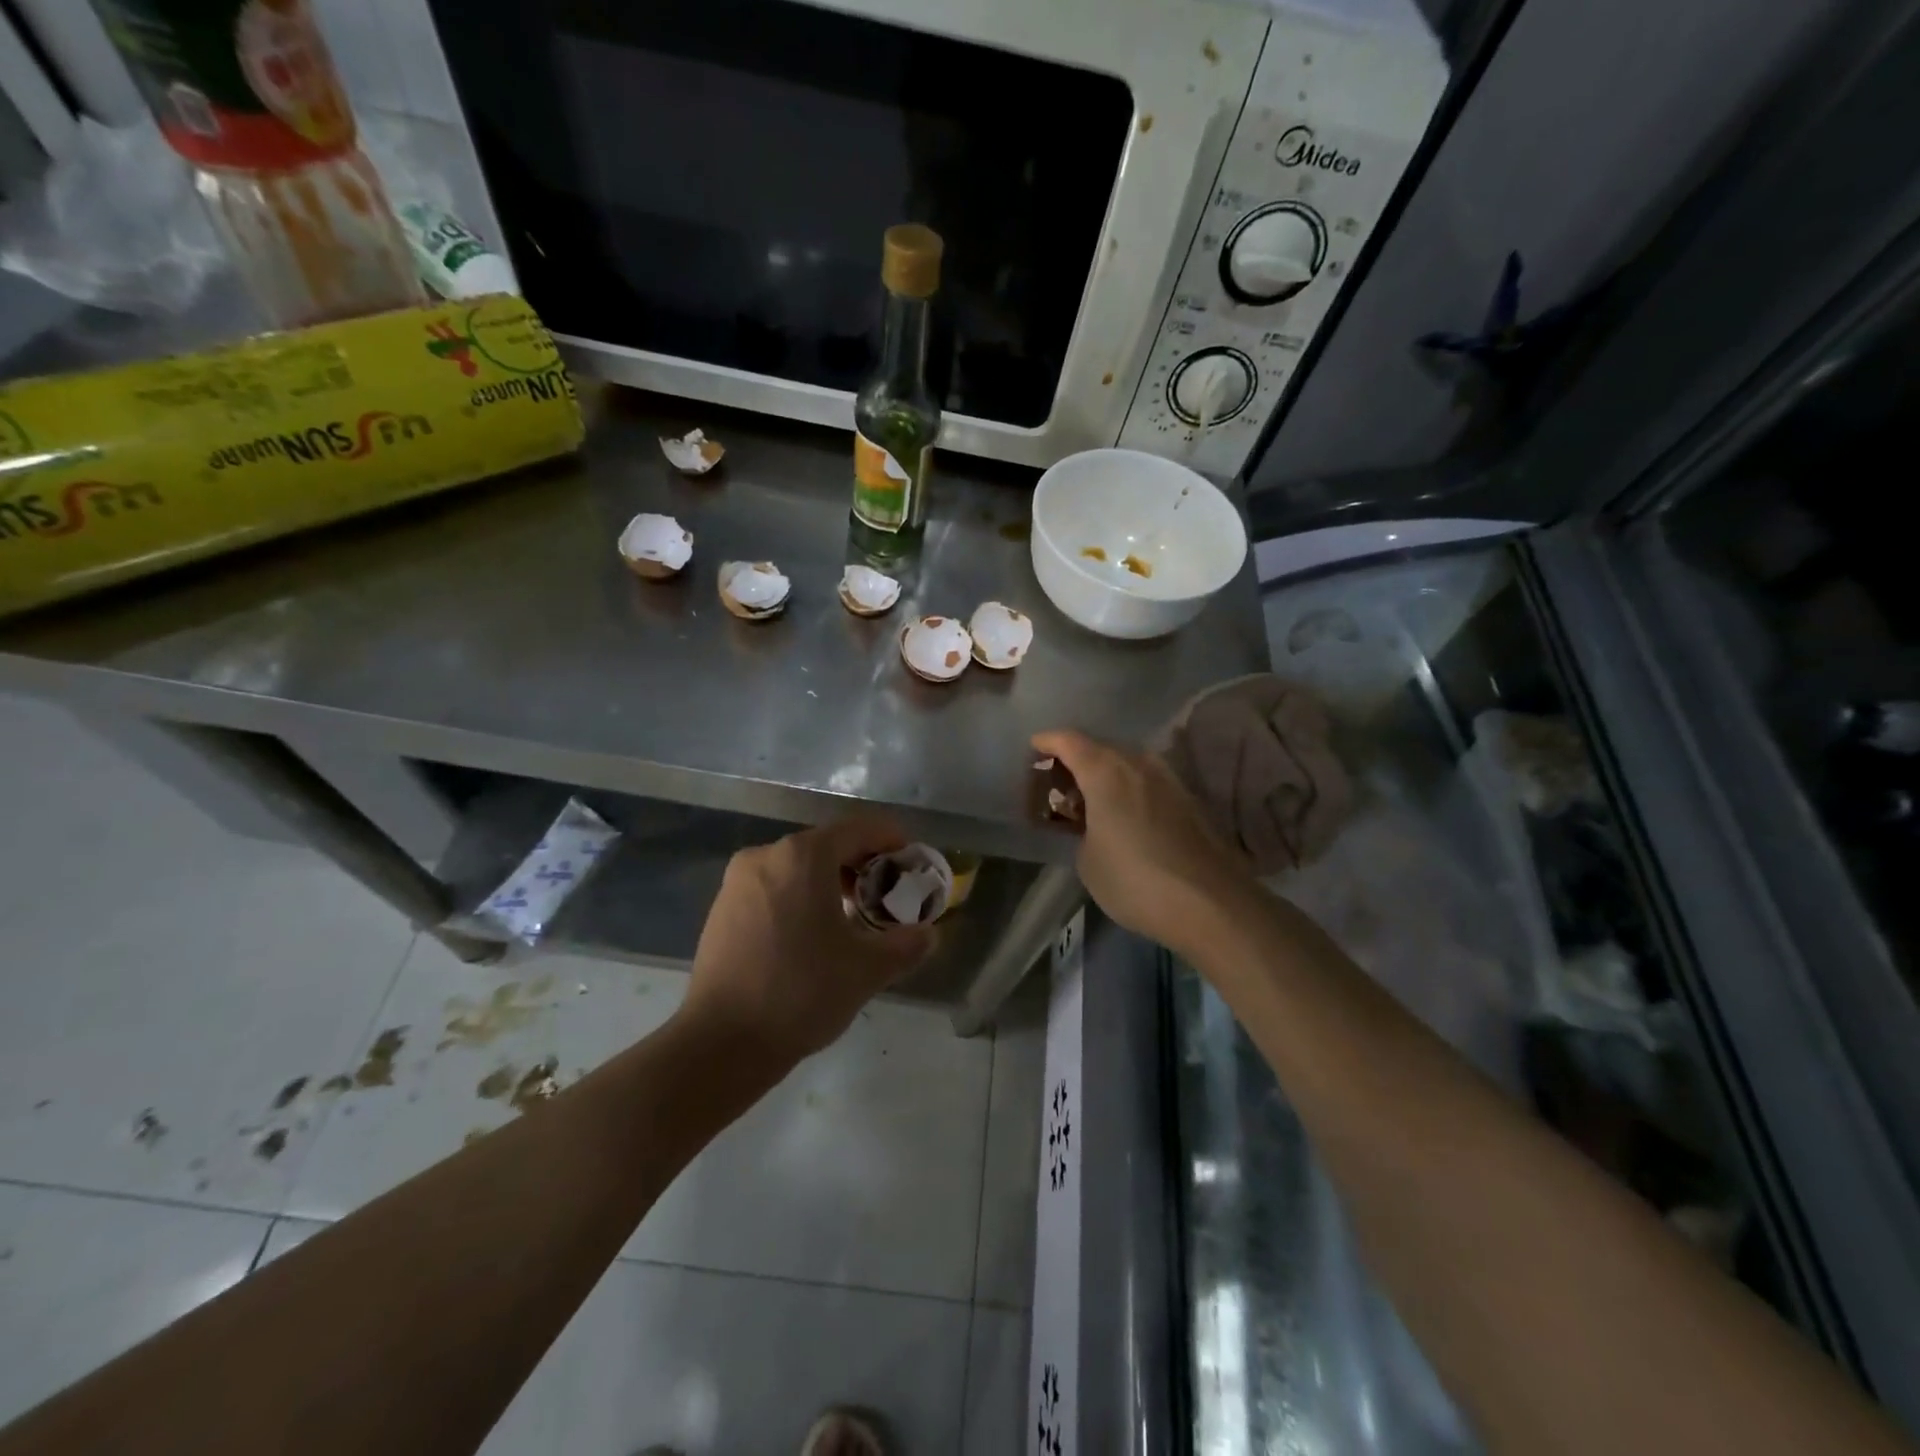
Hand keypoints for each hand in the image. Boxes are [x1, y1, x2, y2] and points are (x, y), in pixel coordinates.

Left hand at [679, 815, 933, 1065]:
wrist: (721, 1043)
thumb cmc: (801, 992)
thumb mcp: (867, 970)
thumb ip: (907, 945)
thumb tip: (928, 934)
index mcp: (803, 856)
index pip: (858, 829)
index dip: (891, 839)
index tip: (911, 860)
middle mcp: (766, 855)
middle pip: (826, 845)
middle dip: (861, 865)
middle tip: (886, 895)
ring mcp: (737, 882)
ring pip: (797, 867)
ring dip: (829, 883)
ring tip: (851, 919)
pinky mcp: (721, 909)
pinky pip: (772, 888)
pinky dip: (799, 897)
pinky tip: (810, 935)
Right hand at [1032, 729, 1257, 957]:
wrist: (1210, 903)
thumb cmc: (1134, 879)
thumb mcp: (1088, 860)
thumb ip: (1083, 829)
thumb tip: (1096, 825)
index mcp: (1105, 770)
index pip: (1068, 740)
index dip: (1047, 742)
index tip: (1033, 749)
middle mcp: (1138, 763)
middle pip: (1099, 748)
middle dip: (1075, 761)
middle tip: (1058, 785)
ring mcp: (1168, 779)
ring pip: (1126, 764)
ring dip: (1105, 776)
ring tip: (1090, 802)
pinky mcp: (1188, 800)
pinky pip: (1147, 782)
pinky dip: (1128, 790)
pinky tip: (1122, 817)